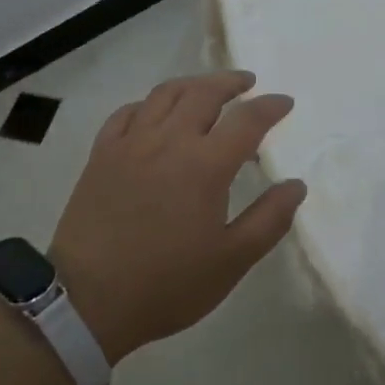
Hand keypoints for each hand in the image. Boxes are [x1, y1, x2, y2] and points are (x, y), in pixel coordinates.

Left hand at [48, 71, 303, 364]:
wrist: (87, 302)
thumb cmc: (167, 284)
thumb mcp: (231, 261)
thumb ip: (269, 219)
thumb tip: (297, 185)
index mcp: (206, 165)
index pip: (247, 119)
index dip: (270, 106)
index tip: (285, 102)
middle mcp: (170, 140)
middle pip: (205, 92)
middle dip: (232, 82)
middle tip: (248, 83)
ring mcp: (131, 143)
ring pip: (166, 94)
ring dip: (193, 84)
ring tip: (207, 89)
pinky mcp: (102, 153)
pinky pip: (128, 112)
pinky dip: (149, 104)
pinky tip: (155, 112)